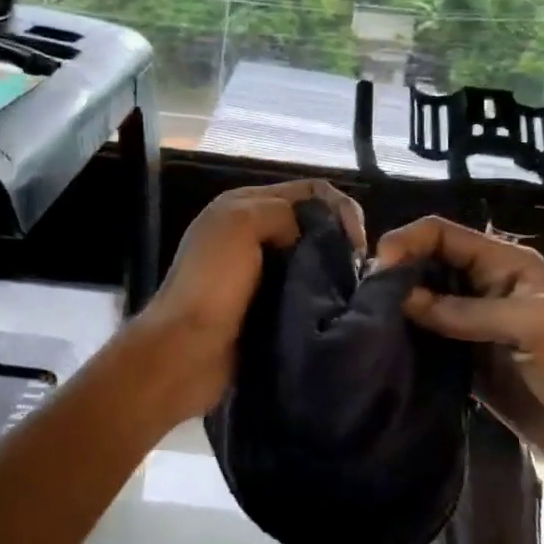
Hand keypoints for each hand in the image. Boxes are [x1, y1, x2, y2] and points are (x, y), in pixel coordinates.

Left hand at [138, 179, 364, 420]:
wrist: (185, 352)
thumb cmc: (212, 284)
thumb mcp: (241, 224)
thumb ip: (281, 212)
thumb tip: (312, 236)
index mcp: (244, 205)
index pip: (310, 191)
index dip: (340, 208)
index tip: (356, 243)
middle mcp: (252, 232)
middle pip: (312, 224)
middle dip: (339, 240)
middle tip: (358, 271)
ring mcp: (258, 272)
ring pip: (311, 259)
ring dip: (333, 271)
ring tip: (352, 292)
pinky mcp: (265, 307)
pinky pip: (303, 291)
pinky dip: (321, 296)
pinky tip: (335, 309)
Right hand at [374, 216, 543, 522]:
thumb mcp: (532, 327)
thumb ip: (465, 312)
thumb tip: (401, 299)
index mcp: (506, 265)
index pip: (443, 234)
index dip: (407, 242)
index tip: (376, 271)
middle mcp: (486, 288)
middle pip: (428, 265)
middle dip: (396, 275)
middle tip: (363, 301)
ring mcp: (476, 327)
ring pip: (424, 304)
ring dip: (398, 310)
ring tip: (365, 324)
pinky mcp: (470, 363)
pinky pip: (431, 342)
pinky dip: (408, 342)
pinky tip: (384, 350)